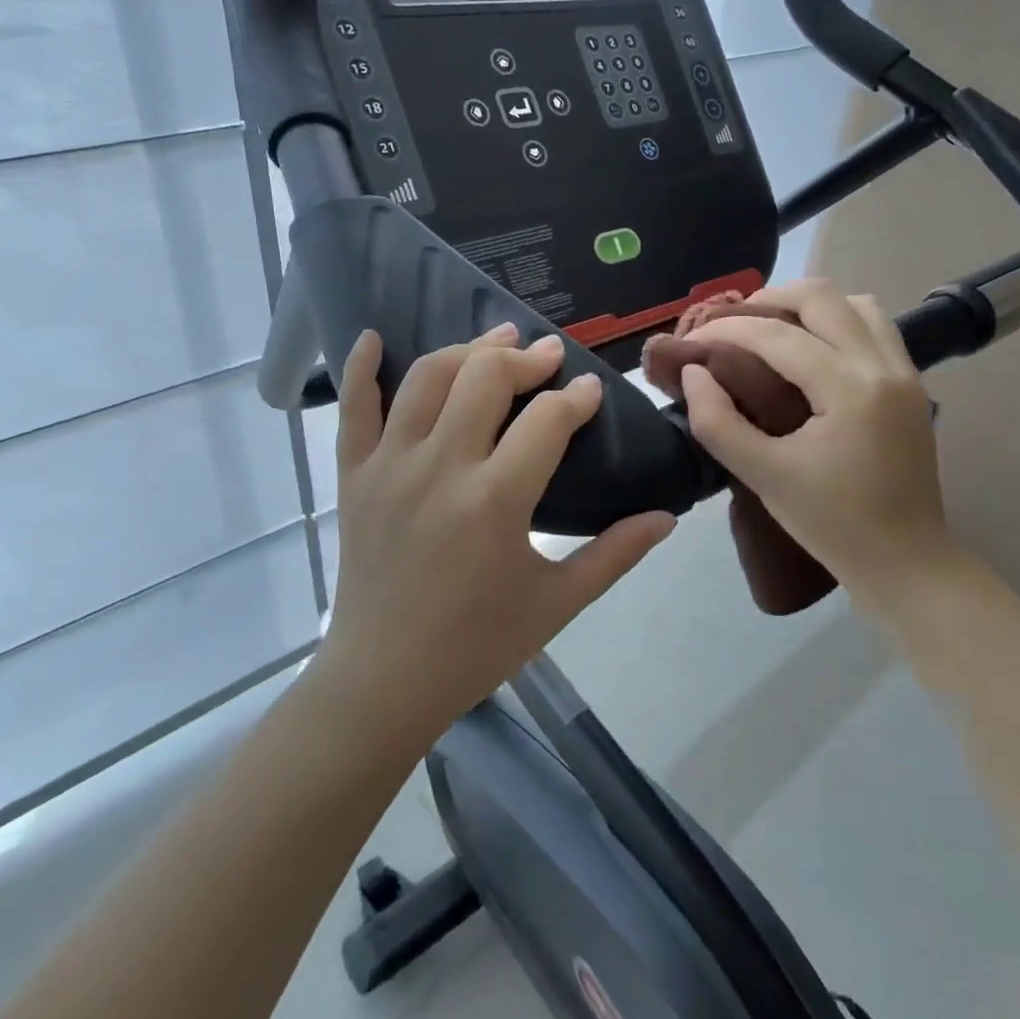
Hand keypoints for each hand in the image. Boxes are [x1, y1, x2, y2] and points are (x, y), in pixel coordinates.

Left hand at [314, 325, 675, 752]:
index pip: (548, 420)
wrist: (382, 682)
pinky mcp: (354, 475)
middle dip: (525, 357)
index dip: (576, 398)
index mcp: (496, 502)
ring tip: (495, 341)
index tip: (592, 392)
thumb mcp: (557, 604)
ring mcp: (390, 466)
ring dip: (467, 350)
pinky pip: (353, 408)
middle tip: (548, 356)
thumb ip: (615, 554)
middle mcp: (441, 468)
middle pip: (486, 377)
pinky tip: (374, 336)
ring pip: (428, 378)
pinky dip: (361, 368)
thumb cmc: (476, 646)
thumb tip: (667, 516)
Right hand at [678, 280, 957, 605]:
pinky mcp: (911, 383)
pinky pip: (873, 326)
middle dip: (769, 299)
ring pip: (855, 303)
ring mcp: (904, 371)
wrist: (906, 561)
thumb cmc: (831, 524)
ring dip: (808, 304)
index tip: (694, 340)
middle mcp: (883, 366)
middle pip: (822, 296)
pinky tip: (811, 348)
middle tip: (731, 323)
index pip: (778, 336)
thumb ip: (718, 422)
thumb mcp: (764, 476)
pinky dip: (837, 320)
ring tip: (771, 328)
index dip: (728, 330)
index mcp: (849, 389)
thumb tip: (693, 373)